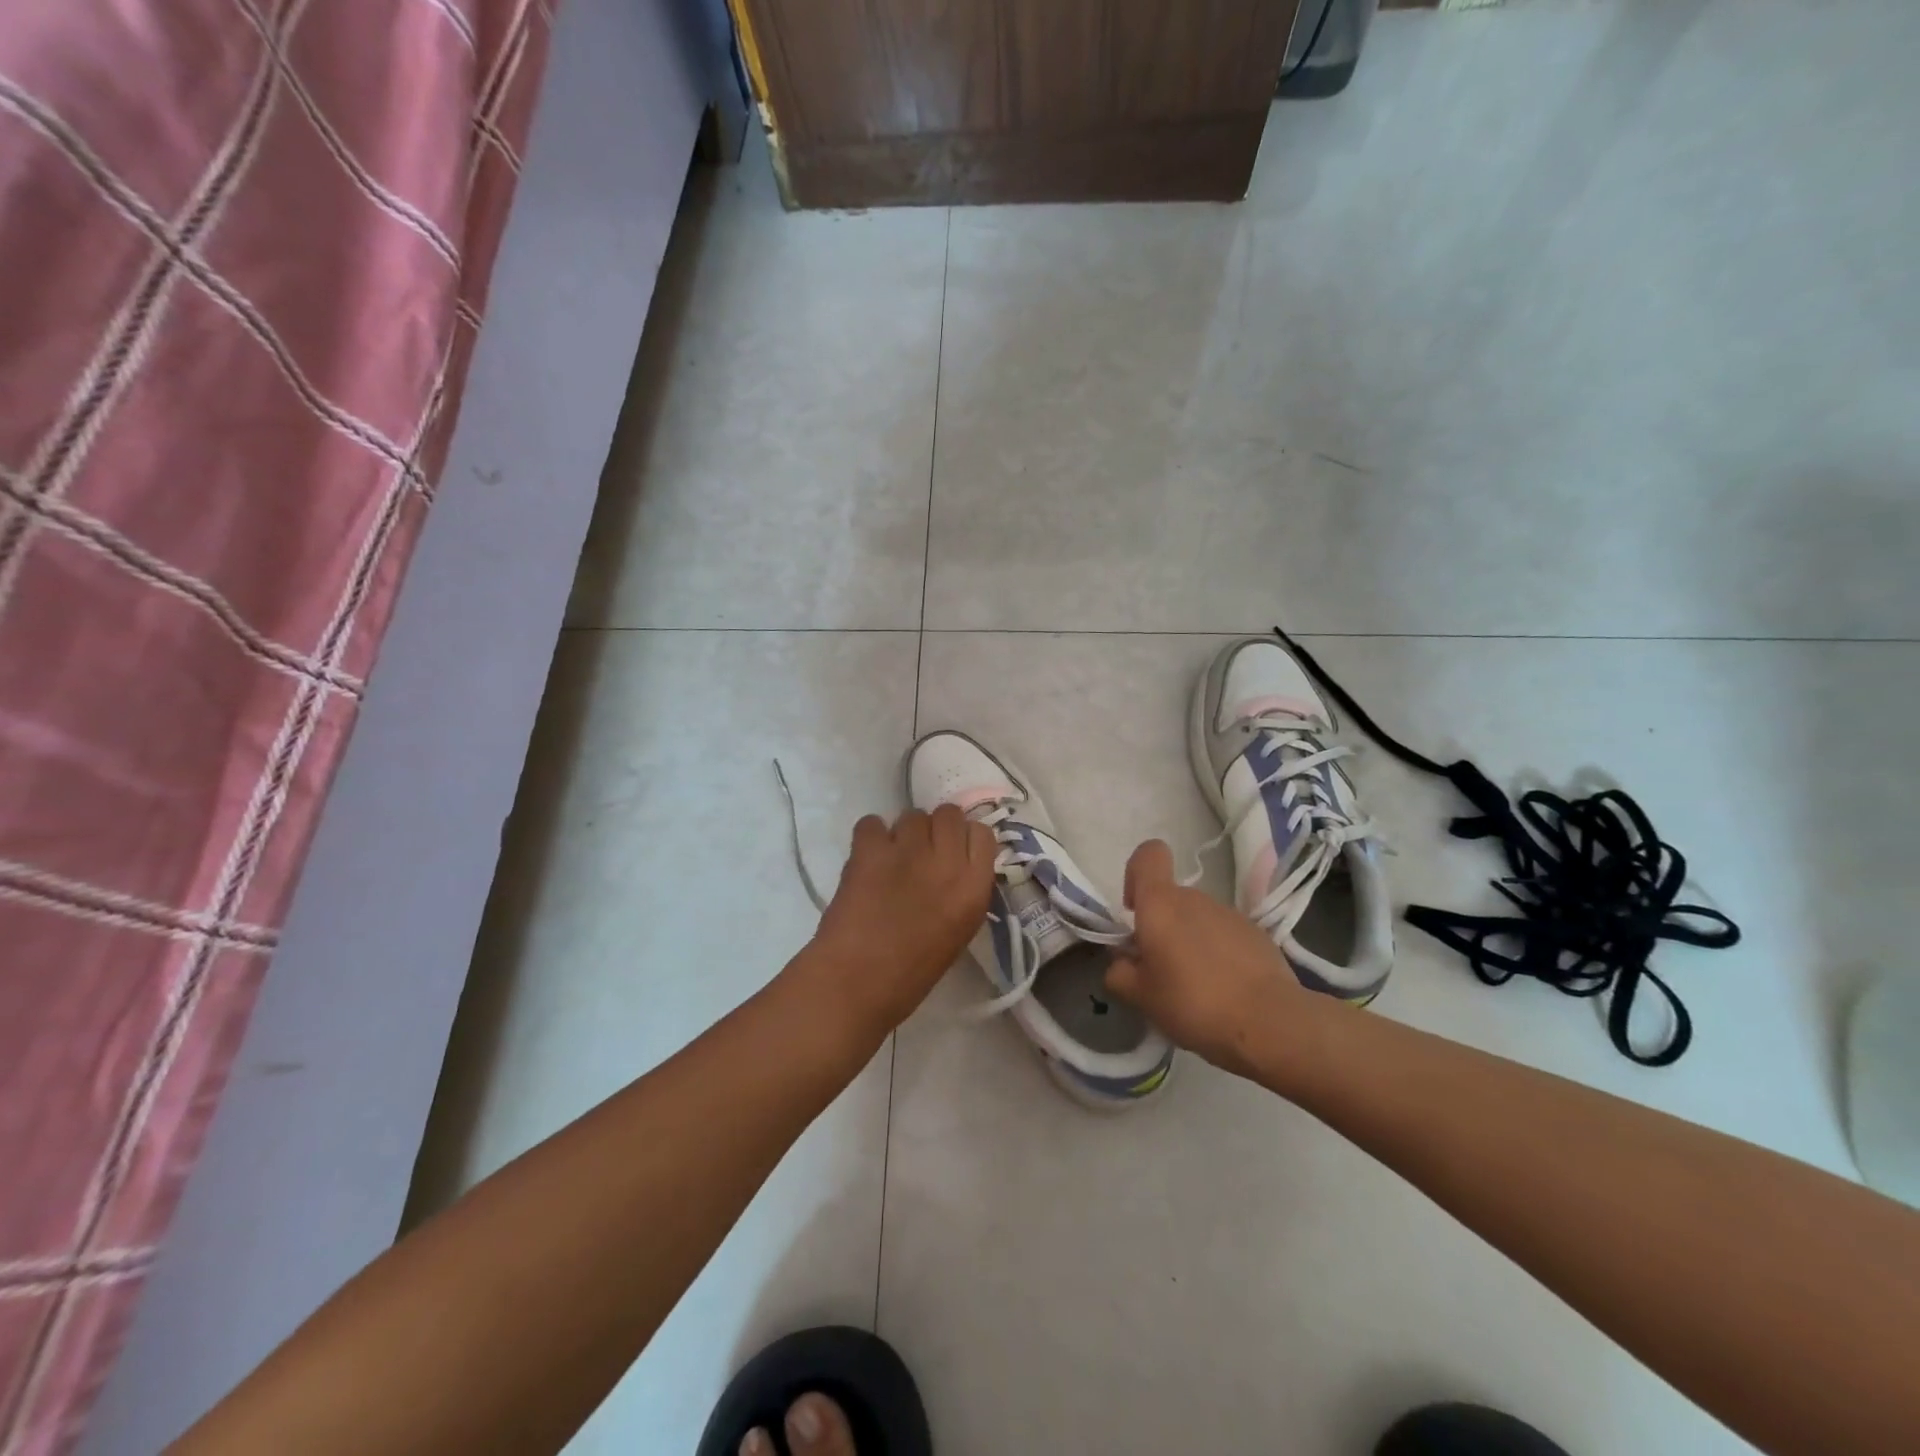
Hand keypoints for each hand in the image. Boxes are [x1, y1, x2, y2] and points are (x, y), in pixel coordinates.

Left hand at [805, 805, 995, 1036]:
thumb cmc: (910, 974)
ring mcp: (908, 851)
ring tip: (890, 859)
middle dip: (936, 828)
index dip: (965, 839)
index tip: (952, 852)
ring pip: (912, 815)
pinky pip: (872, 823)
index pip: (983, 834)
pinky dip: (869, 837)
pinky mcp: (870, 849)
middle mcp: (947, 861)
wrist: (855, 984)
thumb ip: (962, 892)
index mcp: (974, 889)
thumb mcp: (958, 932)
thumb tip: (951, 865)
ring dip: (903, 833)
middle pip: (949, 814)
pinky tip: (866, 859)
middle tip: (920, 852)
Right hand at [1103, 839, 1307, 1077]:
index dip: (1136, 874)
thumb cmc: (1193, 1002)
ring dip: (1191, 943)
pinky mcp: (1258, 935)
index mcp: (1161, 904)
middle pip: (1171, 898)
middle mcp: (1196, 898)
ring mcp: (1231, 914)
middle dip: (1162, 927)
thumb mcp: (1140, 997)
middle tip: (1161, 972)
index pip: (1148, 855)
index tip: (1134, 912)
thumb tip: (1121, 960)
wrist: (1271, 1024)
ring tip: (1196, 989)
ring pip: (1198, 919)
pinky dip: (1219, 955)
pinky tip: (1226, 991)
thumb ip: (1119, 972)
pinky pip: (1226, 936)